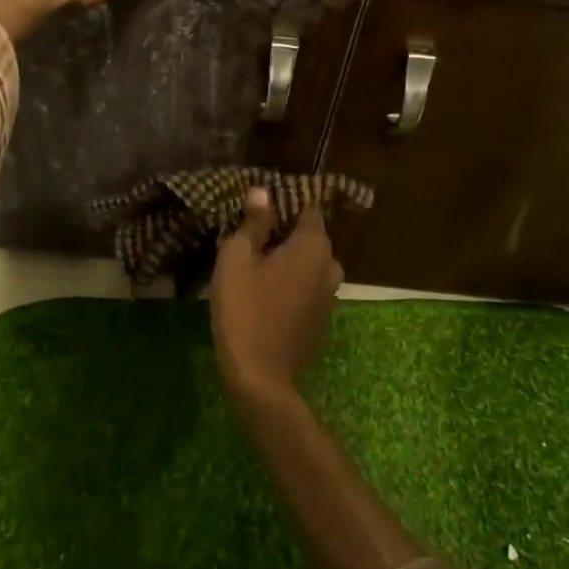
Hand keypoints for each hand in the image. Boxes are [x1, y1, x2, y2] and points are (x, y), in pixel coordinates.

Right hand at [210, 189, 343, 407]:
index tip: (262, 204)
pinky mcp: (321, 320)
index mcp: (314, 245)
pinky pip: (307, 288)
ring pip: (308, 265)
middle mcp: (330, 266)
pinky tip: (265, 291)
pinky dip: (291, 283)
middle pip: (309, 237)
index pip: (309, 208)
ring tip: (255, 262)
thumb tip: (263, 192)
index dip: (287, 202)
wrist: (259, 375)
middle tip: (251, 234)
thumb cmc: (245, 307)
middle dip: (284, 232)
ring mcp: (329, 296)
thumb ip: (254, 223)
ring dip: (287, 260)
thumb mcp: (238, 258)